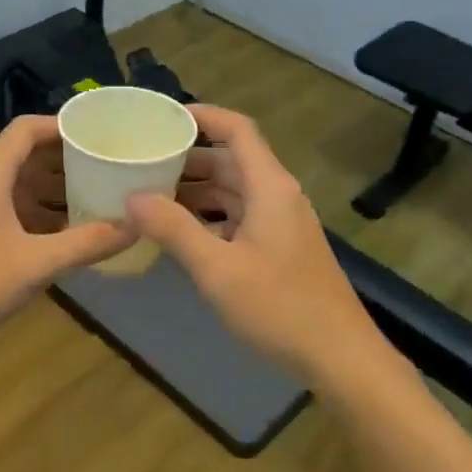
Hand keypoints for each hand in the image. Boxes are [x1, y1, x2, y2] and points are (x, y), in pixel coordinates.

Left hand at [0, 116, 135, 362]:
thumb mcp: (36, 264)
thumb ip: (87, 243)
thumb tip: (137, 225)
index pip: (27, 129)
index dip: (64, 125)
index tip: (102, 134)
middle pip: (26, 154)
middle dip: (68, 158)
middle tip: (111, 165)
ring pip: (20, 184)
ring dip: (56, 188)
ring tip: (100, 195)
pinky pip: (13, 208)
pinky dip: (42, 212)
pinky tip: (71, 232)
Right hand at [127, 105, 379, 382]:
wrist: (338, 355)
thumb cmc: (279, 307)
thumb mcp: (217, 268)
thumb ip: (174, 229)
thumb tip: (132, 197)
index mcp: (269, 186)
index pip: (237, 129)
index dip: (201, 116)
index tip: (161, 118)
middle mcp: (277, 195)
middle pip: (231, 159)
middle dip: (188, 157)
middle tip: (142, 160)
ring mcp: (281, 222)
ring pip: (233, 191)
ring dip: (196, 189)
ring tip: (150, 194)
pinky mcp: (280, 247)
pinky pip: (239, 216)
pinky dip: (209, 216)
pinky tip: (180, 232)